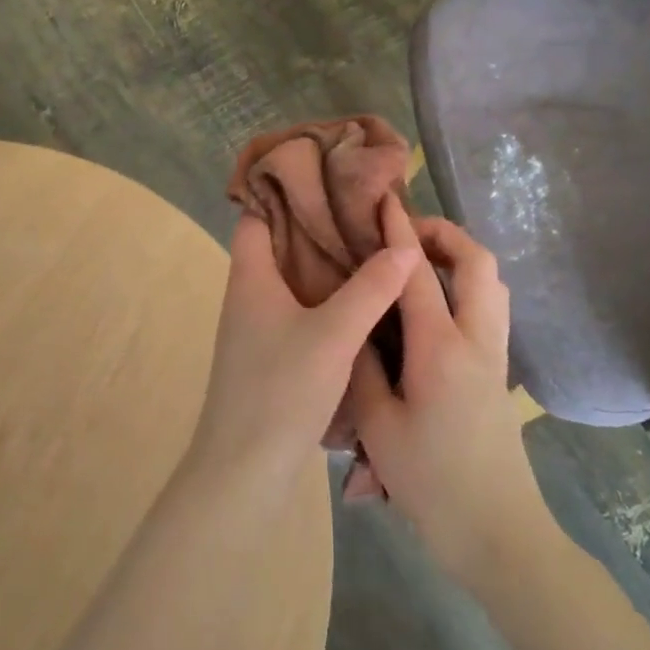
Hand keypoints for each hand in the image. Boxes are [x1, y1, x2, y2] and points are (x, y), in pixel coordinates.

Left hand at [186, 213, 416, 487]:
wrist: (244, 471)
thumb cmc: (280, 390)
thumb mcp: (333, 334)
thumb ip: (371, 288)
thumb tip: (404, 244)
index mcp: (250, 277)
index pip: (258, 214)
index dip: (287, 192)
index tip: (330, 178)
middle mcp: (247, 296)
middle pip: (279, 245)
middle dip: (318, 227)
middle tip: (365, 212)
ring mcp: (256, 328)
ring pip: (291, 280)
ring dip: (324, 265)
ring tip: (370, 247)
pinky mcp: (269, 356)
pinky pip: (298, 311)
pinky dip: (324, 299)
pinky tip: (360, 302)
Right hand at [348, 199, 549, 580]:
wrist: (498, 534)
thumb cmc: (432, 483)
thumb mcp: (379, 426)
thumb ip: (363, 368)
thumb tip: (356, 326)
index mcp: (441, 348)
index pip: (416, 272)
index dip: (397, 232)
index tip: (383, 201)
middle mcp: (476, 340)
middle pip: (477, 263)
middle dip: (445, 233)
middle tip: (406, 232)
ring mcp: (495, 356)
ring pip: (491, 284)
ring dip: (460, 258)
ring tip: (420, 262)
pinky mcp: (499, 374)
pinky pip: (489, 308)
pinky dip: (466, 285)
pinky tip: (433, 307)